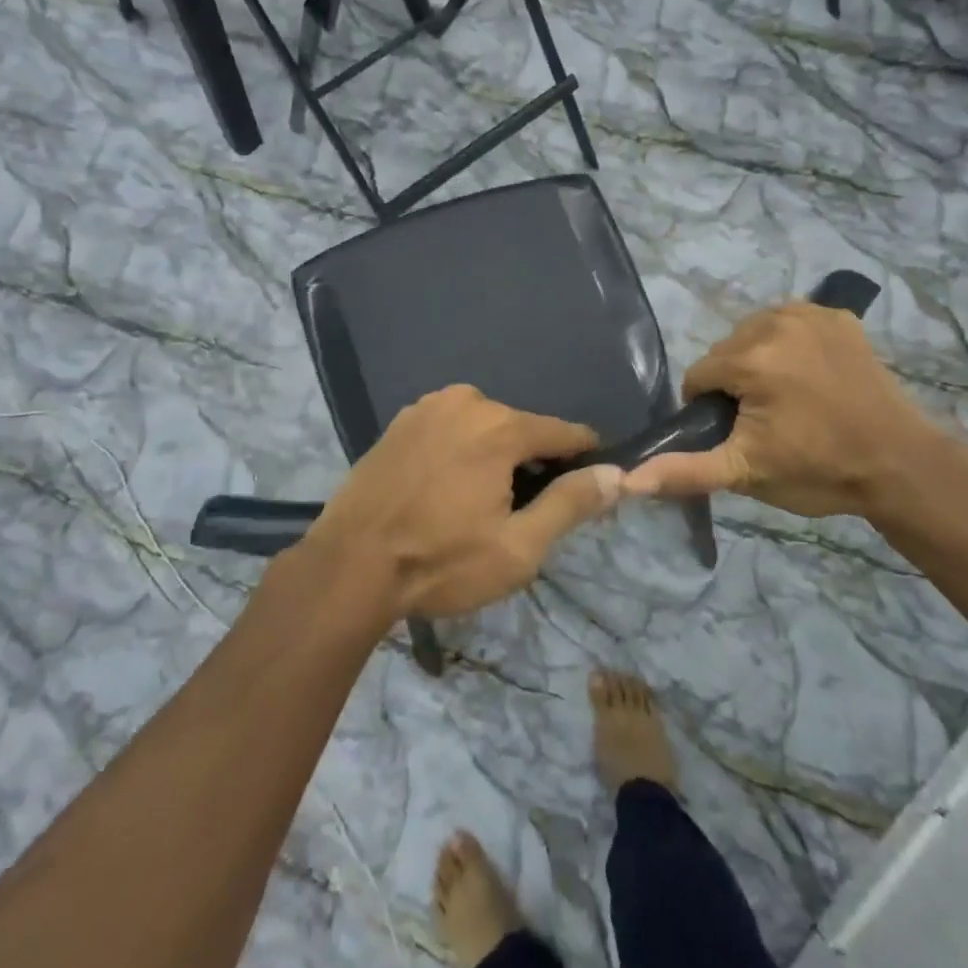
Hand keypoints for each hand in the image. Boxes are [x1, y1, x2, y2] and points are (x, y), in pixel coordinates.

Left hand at [302, 385, 622, 623]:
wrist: (349, 566)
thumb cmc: (440, 561)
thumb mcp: (518, 547)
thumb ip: (571, 504)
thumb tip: (618, 474)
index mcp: (500, 426)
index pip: (564, 433)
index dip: (583, 458)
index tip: (588, 485)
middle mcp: (466, 401)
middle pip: (521, 430)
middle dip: (531, 463)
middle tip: (519, 513)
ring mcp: (427, 407)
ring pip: (484, 428)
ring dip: (493, 457)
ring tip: (477, 506)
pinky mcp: (399, 422)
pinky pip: (450, 430)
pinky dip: (460, 452)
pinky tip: (444, 490)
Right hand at [624, 301, 949, 520]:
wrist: (900, 465)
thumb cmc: (818, 471)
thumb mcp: (745, 474)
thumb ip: (684, 471)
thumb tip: (627, 480)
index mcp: (751, 359)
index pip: (699, 376)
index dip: (710, 409)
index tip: (739, 434)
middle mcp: (775, 323)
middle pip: (725, 352)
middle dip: (733, 383)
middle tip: (766, 420)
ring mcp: (810, 315)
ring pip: (752, 333)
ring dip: (757, 360)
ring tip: (786, 398)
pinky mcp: (837, 316)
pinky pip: (789, 321)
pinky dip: (788, 342)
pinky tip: (808, 373)